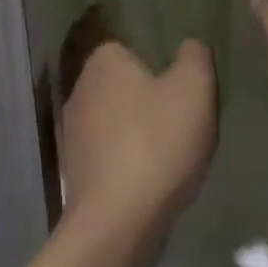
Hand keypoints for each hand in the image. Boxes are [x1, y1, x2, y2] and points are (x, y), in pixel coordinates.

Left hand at [59, 29, 217, 240]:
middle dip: (148, 96)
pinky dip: (127, 158)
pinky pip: (108, 151)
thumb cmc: (157, 143)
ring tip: (171, 149)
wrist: (117, 221)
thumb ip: (194, 56)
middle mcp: (80, 89)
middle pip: (122, 83)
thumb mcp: (194, 89)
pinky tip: (150, 175)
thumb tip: (189, 45)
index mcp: (103, 62)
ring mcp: (72, 132)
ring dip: (137, 130)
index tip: (181, 84)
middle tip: (182, 116)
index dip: (157, 61)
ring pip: (114, 118)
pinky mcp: (74, 168)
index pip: (128, 45)